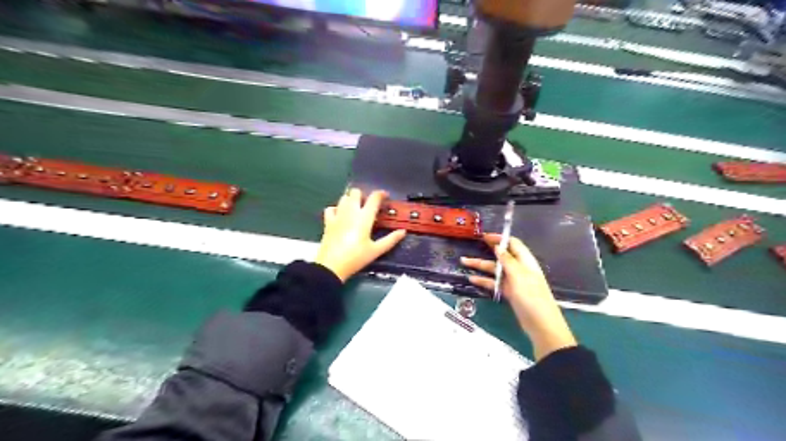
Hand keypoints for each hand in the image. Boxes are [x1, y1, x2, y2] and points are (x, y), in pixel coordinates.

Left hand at [315, 188, 407, 280]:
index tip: (386, 196)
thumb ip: (390, 240)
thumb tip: (403, 231)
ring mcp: (338, 215)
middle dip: (363, 195)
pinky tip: (340, 216)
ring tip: (356, 210)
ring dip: (351, 200)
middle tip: (369, 205)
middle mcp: (351, 211)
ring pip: (344, 198)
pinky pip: (331, 208)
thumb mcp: (376, 250)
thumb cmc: (356, 258)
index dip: (381, 194)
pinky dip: (337, 209)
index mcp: (364, 217)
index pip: (374, 198)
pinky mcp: (328, 222)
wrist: (331, 266)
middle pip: (356, 192)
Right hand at [462, 235, 575, 362]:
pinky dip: (483, 281)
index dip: (499, 238)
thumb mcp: (519, 275)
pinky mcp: (509, 293)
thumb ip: (507, 260)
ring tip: (464, 262)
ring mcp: (514, 281)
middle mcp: (519, 269)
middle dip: (486, 250)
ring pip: (495, 270)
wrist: (541, 324)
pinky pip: (494, 283)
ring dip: (480, 266)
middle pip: (501, 256)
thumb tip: (498, 246)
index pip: (513, 244)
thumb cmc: (531, 296)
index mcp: (525, 261)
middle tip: (472, 245)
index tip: (484, 236)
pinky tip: (472, 279)